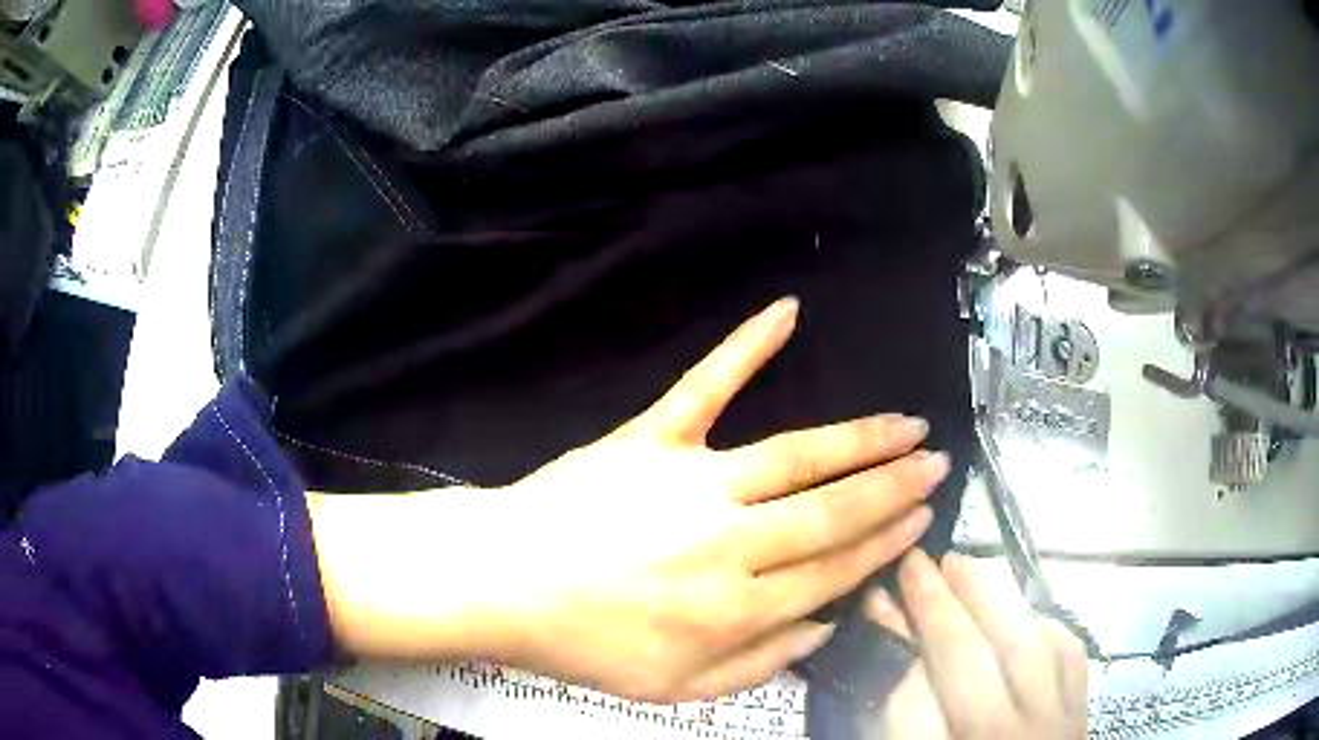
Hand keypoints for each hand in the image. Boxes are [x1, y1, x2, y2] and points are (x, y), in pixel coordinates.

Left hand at [309, 298, 949, 702]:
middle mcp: (731, 543)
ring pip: (798, 456)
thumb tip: (825, 625)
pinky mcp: (651, 438)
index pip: (835, 568)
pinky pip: (707, 385)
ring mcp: (693, 482)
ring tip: (906, 425)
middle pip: (834, 510)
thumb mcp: (676, 689)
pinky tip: (787, 310)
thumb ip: (760, 664)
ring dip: (860, 438)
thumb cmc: (586, 645)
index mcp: (738, 608)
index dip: (887, 542)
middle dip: (895, 486)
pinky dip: (747, 345)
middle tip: (936, 463)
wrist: (505, 585)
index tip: (924, 519)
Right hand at [864, 551, 1087, 738]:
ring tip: (964, 565)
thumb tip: (889, 668)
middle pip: (969, 663)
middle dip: (937, 607)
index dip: (892, 643)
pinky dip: (1045, 626)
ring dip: (992, 599)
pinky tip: (1025, 613)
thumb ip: (898, 727)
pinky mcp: (1081, 717)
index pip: (910, 698)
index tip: (874, 602)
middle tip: (914, 563)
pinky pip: (1069, 658)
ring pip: (1025, 648)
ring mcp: (1052, 727)